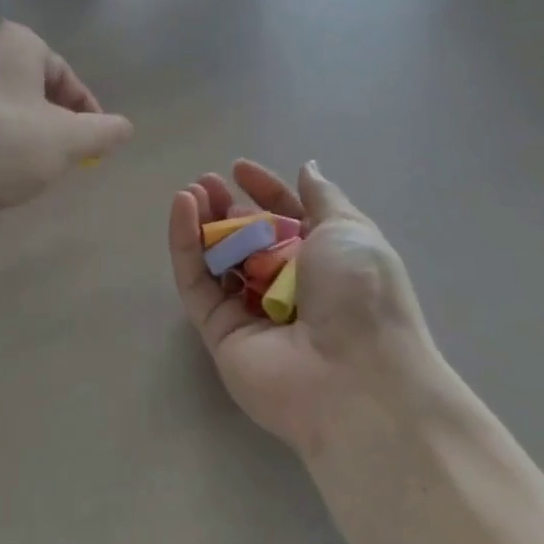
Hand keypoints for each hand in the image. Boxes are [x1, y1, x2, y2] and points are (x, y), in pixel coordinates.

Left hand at [0, 21, 132, 221]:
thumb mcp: (64, 141)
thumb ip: (102, 132)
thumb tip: (125, 127)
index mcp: (16, 41)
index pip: (67, 78)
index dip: (87, 117)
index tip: (92, 151)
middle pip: (33, 92)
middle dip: (51, 128)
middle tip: (59, 164)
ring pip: (2, 109)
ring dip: (20, 138)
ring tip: (23, 173)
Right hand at [168, 159, 440, 458]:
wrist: (355, 376)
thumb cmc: (360, 293)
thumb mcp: (350, 230)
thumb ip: (322, 198)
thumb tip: (308, 168)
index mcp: (324, 262)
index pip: (286, 219)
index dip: (264, 192)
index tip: (239, 168)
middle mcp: (287, 288)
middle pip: (247, 240)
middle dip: (227, 208)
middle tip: (206, 183)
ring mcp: (251, 312)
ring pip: (217, 260)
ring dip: (202, 223)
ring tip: (190, 192)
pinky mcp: (219, 333)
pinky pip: (197, 284)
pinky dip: (185, 246)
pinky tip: (182, 209)